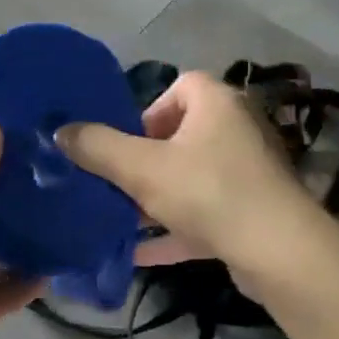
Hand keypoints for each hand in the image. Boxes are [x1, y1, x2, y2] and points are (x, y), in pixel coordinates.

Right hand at [58, 70, 311, 269]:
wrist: (278, 252)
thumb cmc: (208, 192)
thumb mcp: (141, 168)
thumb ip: (97, 147)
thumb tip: (60, 132)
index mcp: (217, 104)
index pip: (180, 86)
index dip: (147, 111)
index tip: (125, 142)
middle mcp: (237, 130)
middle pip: (181, 135)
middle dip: (144, 160)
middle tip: (118, 182)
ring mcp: (248, 173)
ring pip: (191, 178)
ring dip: (155, 197)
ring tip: (121, 217)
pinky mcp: (251, 212)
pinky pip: (203, 213)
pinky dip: (173, 229)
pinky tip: (139, 252)